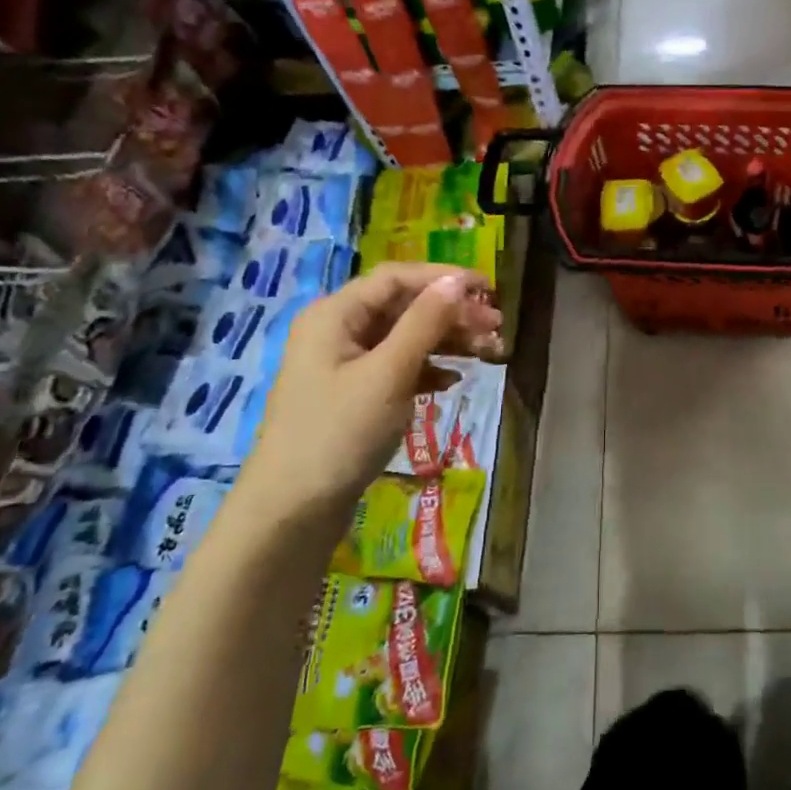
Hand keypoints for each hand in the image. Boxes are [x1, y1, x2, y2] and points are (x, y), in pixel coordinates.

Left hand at [236, 262, 503, 533]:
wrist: (293, 511)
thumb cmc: (340, 433)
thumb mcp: (389, 373)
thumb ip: (425, 323)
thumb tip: (456, 280)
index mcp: (336, 314)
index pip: (397, 278)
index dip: (444, 278)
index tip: (489, 290)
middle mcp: (338, 331)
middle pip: (403, 307)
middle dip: (451, 314)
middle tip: (497, 328)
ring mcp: (345, 365)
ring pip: (405, 338)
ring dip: (446, 341)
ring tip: (488, 353)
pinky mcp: (354, 396)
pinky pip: (398, 367)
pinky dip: (428, 369)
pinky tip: (453, 381)